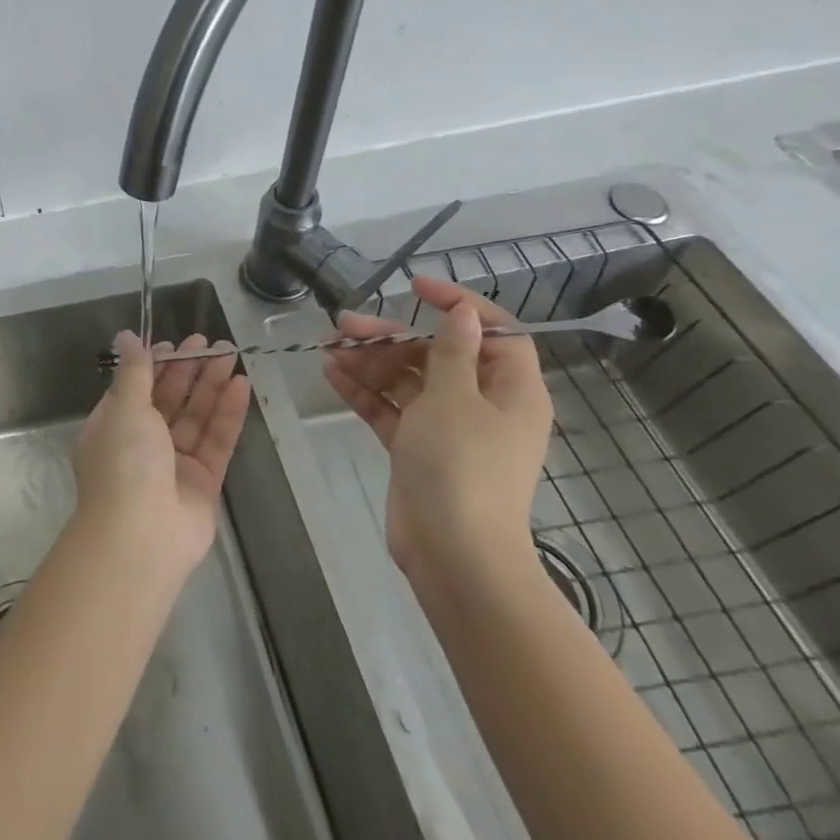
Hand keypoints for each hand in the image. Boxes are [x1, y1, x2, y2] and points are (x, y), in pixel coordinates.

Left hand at [74, 331, 250, 578]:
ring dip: (212, 386)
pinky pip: (216, 441)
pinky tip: (241, 386)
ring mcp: (173, 464)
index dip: (158, 364)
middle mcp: (141, 443)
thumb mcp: (125, 408)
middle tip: (214, 344)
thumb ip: (134, 372)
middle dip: (190, 371)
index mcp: (113, 426)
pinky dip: (227, 414)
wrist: (141, 537)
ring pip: (195, 417)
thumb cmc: (124, 463)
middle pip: (169, 399)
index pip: (137, 387)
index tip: (179, 343)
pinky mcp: (203, 482)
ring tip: (231, 355)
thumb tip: (126, 336)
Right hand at [322, 275, 553, 588]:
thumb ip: (452, 351)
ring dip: (370, 362)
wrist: (453, 554)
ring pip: (408, 381)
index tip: (416, 286)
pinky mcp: (418, 449)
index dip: (458, 304)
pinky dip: (365, 392)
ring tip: (329, 347)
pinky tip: (332, 374)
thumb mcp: (454, 398)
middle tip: (345, 324)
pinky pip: (391, 409)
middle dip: (390, 337)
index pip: (494, 332)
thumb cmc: (462, 465)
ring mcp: (448, 429)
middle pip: (436, 355)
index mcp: (511, 390)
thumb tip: (463, 314)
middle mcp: (483, 405)